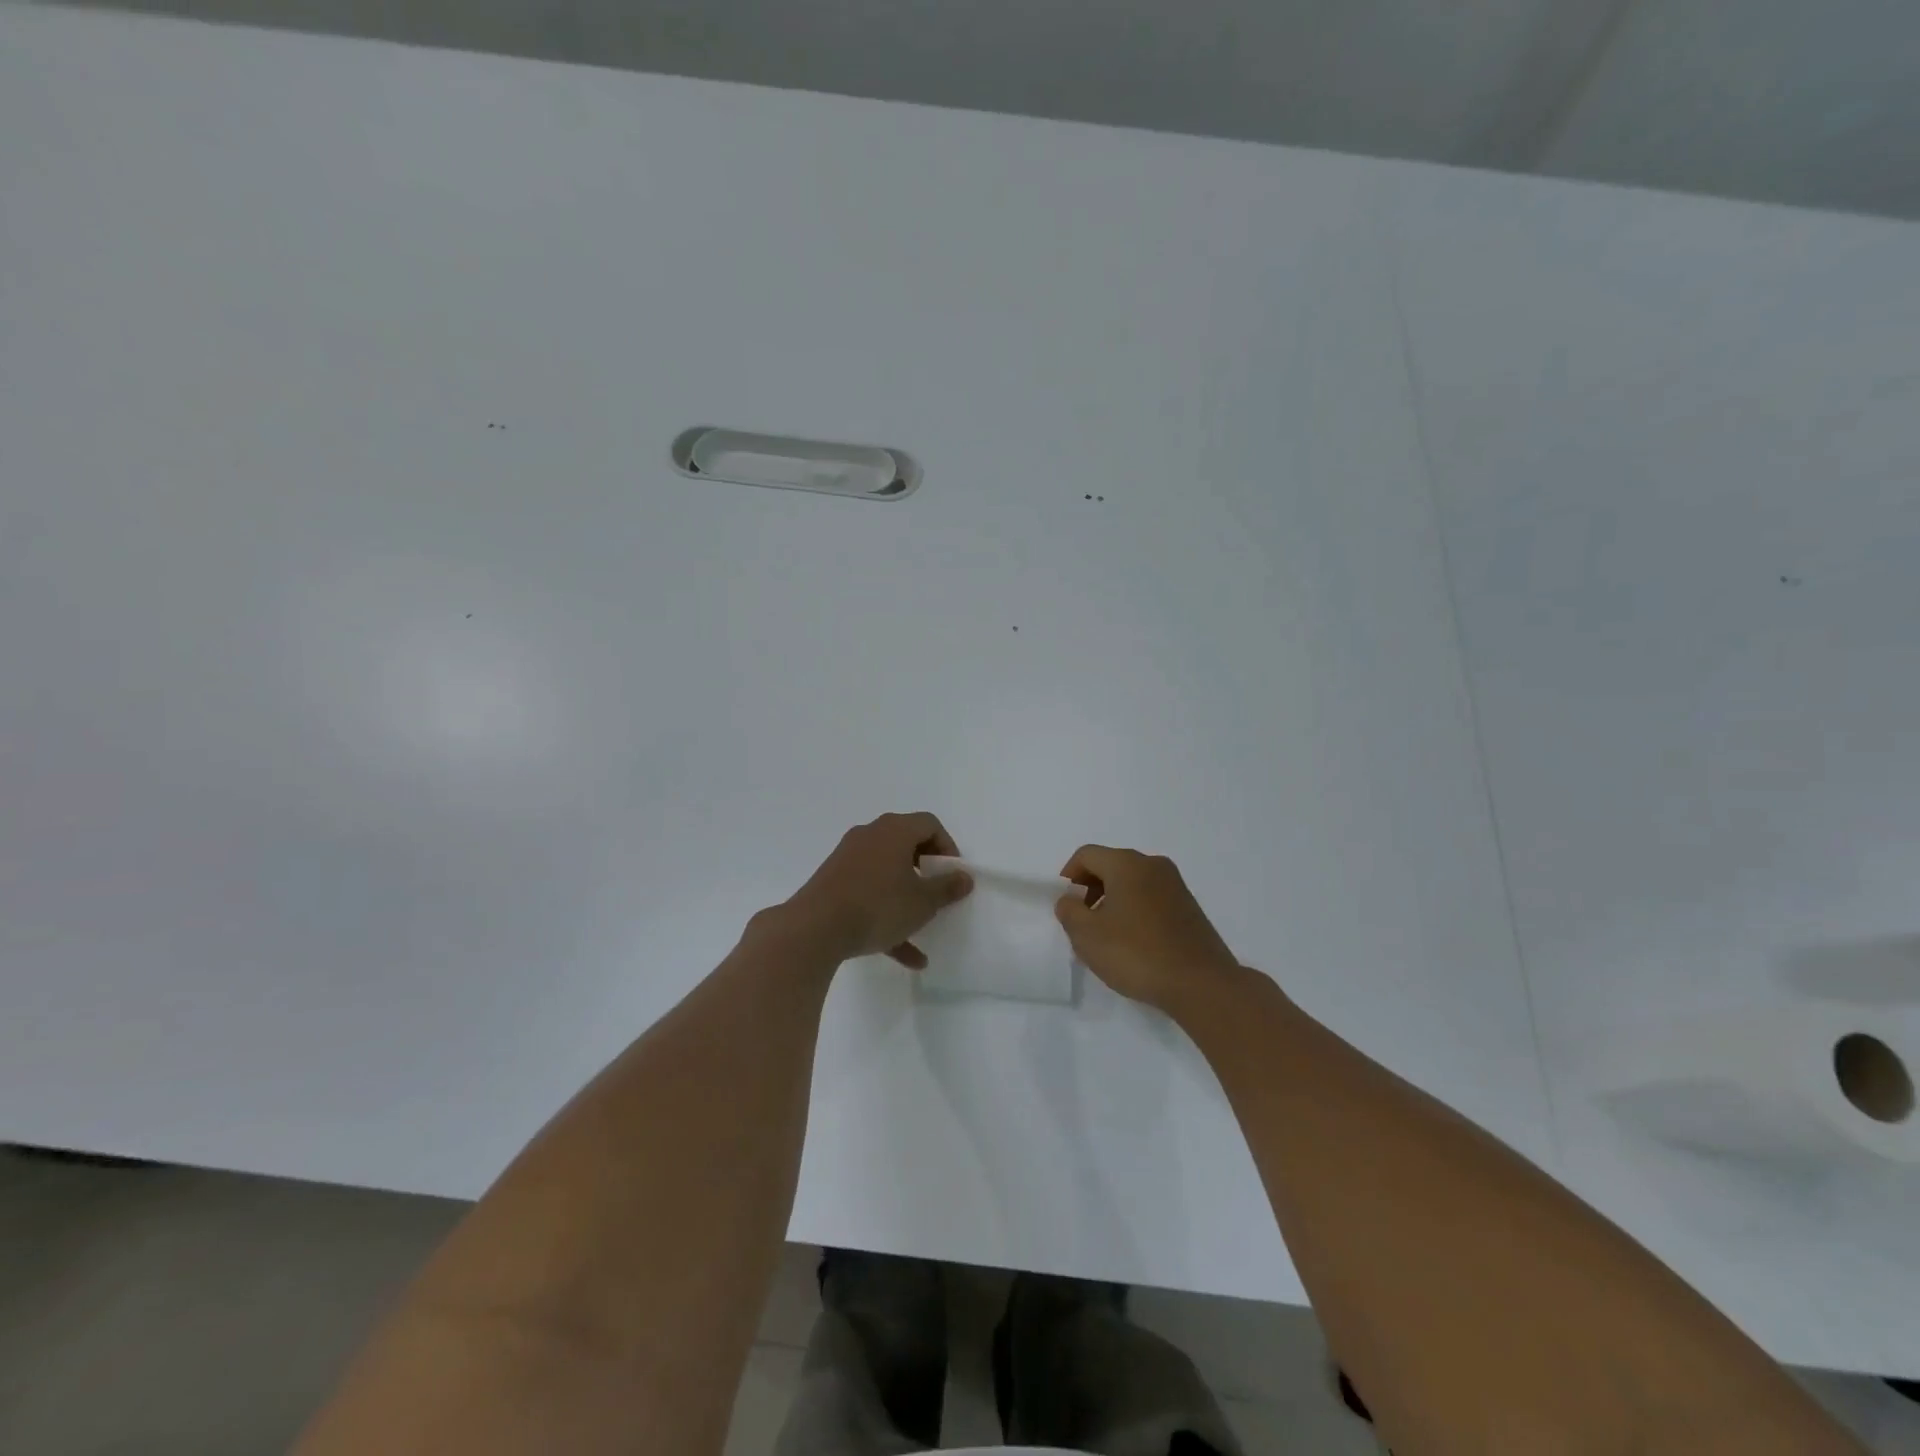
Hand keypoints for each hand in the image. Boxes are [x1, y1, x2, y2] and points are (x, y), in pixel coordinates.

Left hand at [787, 813, 973, 967]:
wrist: (815, 928)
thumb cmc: (878, 905)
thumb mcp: (922, 902)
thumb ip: (947, 888)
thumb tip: (964, 877)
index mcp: (894, 830)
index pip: (929, 824)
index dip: (947, 848)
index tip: (953, 875)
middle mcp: (870, 836)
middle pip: (906, 844)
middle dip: (926, 870)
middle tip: (937, 893)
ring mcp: (848, 859)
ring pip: (886, 873)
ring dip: (906, 898)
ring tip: (922, 927)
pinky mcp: (833, 883)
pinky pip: (867, 894)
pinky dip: (885, 916)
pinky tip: (903, 955)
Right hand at [1055, 846, 1240, 1013]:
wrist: (1201, 984)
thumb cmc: (1137, 954)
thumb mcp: (1087, 936)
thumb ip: (1069, 911)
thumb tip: (1070, 899)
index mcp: (1127, 864)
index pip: (1086, 855)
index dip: (1069, 876)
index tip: (1065, 905)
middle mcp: (1153, 865)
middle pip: (1110, 865)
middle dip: (1090, 889)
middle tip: (1082, 921)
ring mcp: (1175, 885)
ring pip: (1132, 882)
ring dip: (1113, 900)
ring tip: (1107, 936)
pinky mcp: (1189, 907)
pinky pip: (1151, 897)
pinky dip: (1135, 910)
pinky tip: (1133, 943)